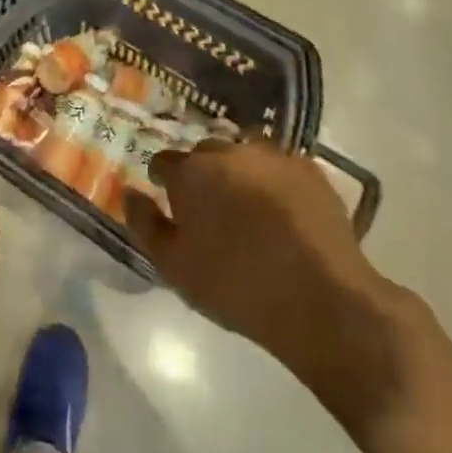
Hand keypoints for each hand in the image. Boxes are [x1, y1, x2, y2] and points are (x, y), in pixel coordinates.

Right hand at [125, 143, 417, 434]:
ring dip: (239, 173)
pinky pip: (280, 167)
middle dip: (202, 175)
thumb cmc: (235, 286)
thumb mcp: (174, 266)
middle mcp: (229, 152)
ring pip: (244, 156)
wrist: (321, 300)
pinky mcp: (311, 170)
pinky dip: (274, 182)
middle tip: (210, 210)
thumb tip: (129, 192)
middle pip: (205, 155)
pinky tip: (281, 212)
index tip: (170, 203)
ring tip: (248, 208)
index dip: (163, 182)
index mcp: (191, 172)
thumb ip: (144, 224)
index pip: (163, 163)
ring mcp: (273, 158)